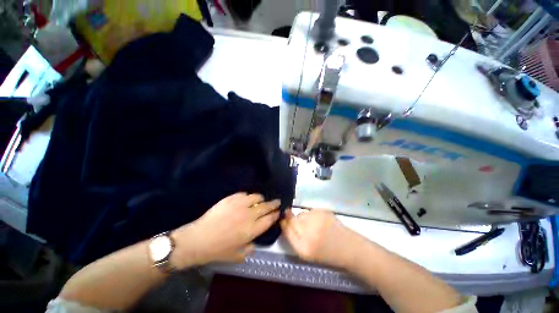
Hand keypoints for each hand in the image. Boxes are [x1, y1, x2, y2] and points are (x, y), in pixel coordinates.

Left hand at [172, 193, 280, 266]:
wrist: (198, 239)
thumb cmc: (217, 250)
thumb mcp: (236, 256)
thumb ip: (249, 249)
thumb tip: (254, 243)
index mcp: (252, 230)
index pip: (269, 219)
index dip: (275, 215)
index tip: (278, 212)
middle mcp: (249, 215)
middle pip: (266, 207)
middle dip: (274, 204)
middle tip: (277, 201)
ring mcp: (240, 205)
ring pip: (256, 197)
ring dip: (261, 199)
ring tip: (261, 200)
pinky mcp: (231, 198)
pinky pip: (244, 194)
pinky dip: (248, 196)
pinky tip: (246, 199)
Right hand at [281, 209, 359, 268]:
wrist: (349, 248)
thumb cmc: (327, 254)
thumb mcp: (306, 253)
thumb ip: (293, 238)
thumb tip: (285, 220)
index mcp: (303, 248)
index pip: (286, 229)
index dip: (284, 223)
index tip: (283, 220)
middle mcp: (308, 233)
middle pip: (292, 219)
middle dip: (292, 219)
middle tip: (301, 224)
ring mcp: (316, 220)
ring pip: (301, 213)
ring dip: (303, 217)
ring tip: (313, 225)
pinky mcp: (323, 212)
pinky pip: (311, 211)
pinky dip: (312, 215)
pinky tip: (320, 221)